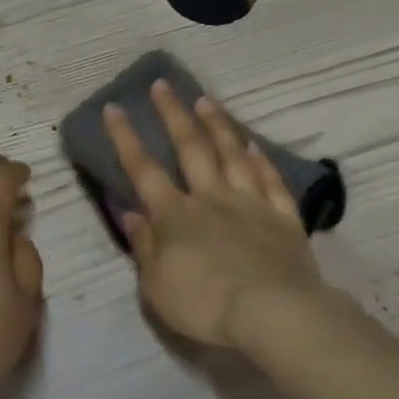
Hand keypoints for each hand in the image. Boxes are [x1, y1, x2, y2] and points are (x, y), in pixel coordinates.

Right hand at [104, 82, 326, 349]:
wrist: (273, 313)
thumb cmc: (205, 305)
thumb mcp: (156, 285)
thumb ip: (144, 246)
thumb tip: (129, 213)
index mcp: (175, 216)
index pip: (144, 169)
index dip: (126, 138)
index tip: (114, 107)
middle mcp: (211, 198)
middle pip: (191, 148)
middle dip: (173, 114)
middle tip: (162, 84)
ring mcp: (250, 204)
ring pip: (232, 154)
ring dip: (217, 125)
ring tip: (206, 100)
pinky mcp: (283, 217)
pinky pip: (270, 180)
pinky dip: (261, 159)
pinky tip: (253, 144)